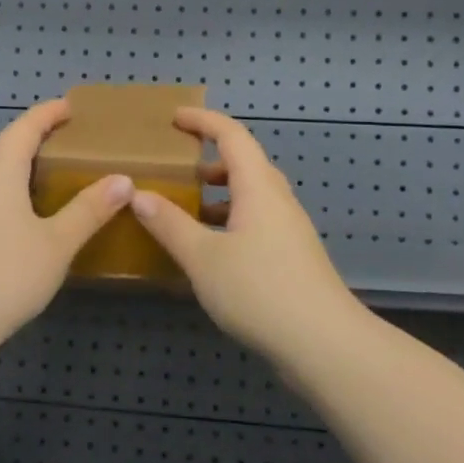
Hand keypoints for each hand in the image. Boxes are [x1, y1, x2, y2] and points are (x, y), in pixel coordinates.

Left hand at [0, 99, 132, 346]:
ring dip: (22, 172)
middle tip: (72, 149)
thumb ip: (89, 210)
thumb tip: (123, 180)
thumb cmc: (4, 276)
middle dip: (38, 143)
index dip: (49, 113)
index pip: (25, 126)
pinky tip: (25, 222)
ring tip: (54, 184)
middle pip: (7, 149)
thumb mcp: (57, 244)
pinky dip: (9, 196)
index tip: (72, 107)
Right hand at [131, 107, 366, 362]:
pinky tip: (210, 249)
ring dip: (220, 192)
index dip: (204, 121)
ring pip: (251, 195)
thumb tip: (139, 194)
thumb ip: (169, 224)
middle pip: (245, 163)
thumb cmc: (260, 290)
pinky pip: (256, 221)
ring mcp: (289, 230)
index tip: (175, 118)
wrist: (324, 344)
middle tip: (177, 165)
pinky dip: (230, 219)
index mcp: (258, 187)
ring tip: (187, 206)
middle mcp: (277, 200)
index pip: (232, 136)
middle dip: (210, 158)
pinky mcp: (292, 257)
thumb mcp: (202, 257)